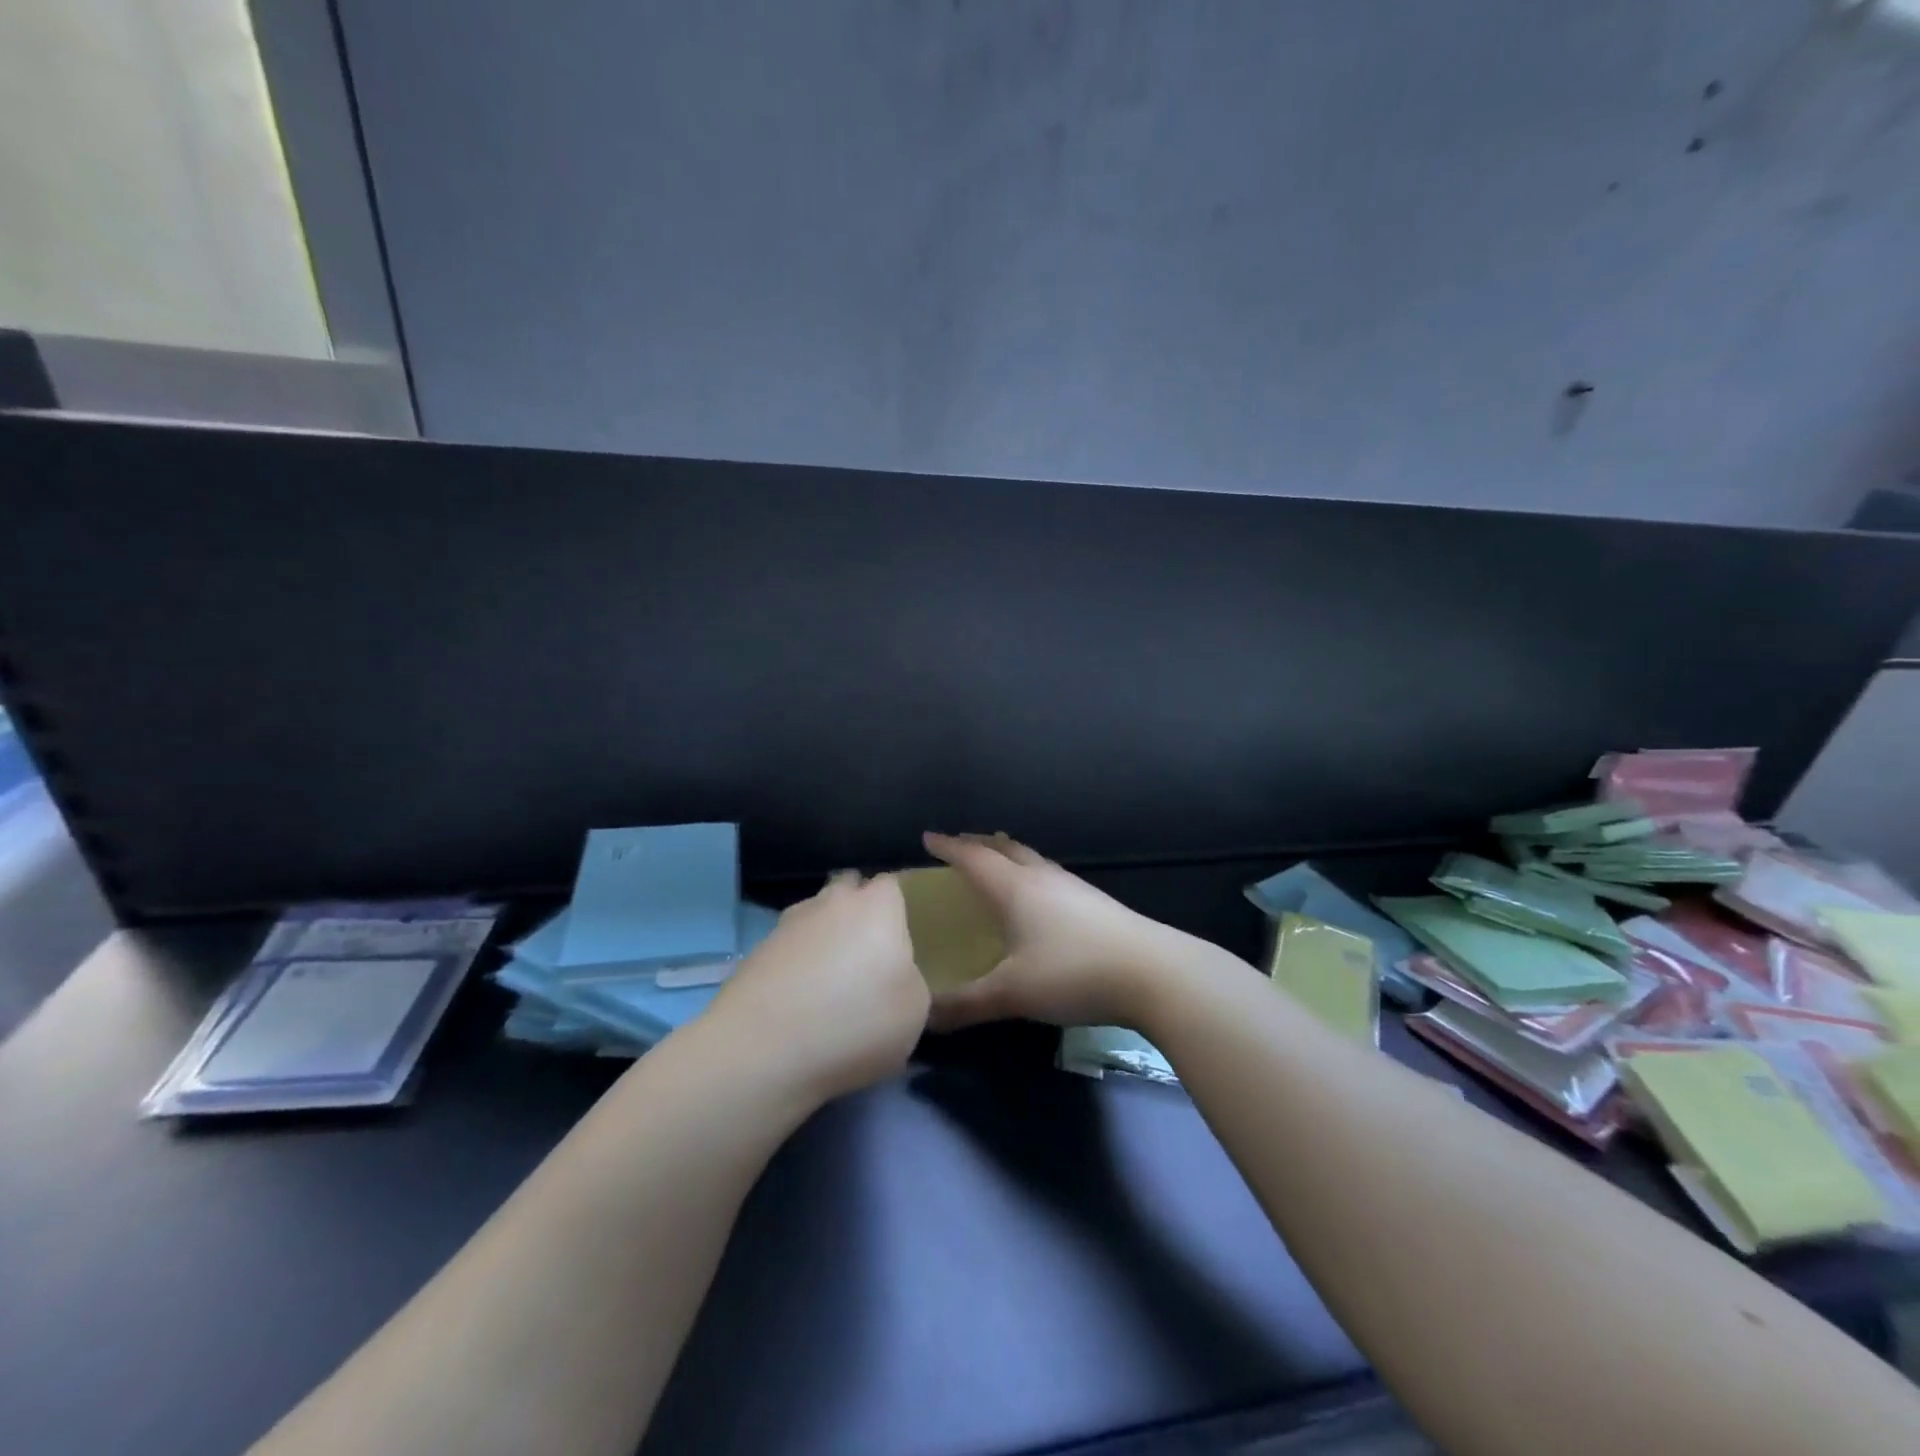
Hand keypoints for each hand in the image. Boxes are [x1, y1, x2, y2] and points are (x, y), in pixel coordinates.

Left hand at [709, 872, 928, 1104]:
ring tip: (831, 981)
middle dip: (858, 912)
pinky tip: (799, 1000)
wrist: (763, 1050)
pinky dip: (796, 965)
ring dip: (824, 937)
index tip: (904, 938)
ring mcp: (789, 923)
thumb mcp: (915, 1012)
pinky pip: (788, 948)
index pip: (892, 884)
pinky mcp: (757, 952)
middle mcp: (832, 902)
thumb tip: (899, 977)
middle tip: (869, 955)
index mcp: (877, 906)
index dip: (898, 907)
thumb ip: (913, 981)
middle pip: (849, 891)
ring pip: (815, 917)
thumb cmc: (856, 1022)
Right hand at [923, 832, 1191, 1031]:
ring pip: (1032, 859)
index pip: (973, 859)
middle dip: (978, 844)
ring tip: (998, 858)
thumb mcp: (1012, 994)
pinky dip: (1032, 871)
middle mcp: (1042, 878)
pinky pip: (1051, 874)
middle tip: (959, 845)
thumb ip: (965, 1005)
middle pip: (1005, 849)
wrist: (1153, 972)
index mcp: (1016, 889)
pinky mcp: (1096, 902)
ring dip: (1009, 854)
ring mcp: (1074, 887)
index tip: (927, 838)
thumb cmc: (1073, 973)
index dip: (949, 847)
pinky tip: (1041, 894)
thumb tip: (922, 1017)